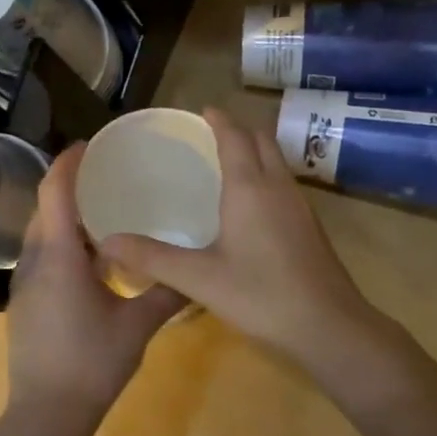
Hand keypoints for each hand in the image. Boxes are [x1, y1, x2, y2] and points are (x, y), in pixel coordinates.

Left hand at [6, 144, 186, 435]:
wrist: (45, 414)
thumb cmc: (91, 363)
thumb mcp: (137, 326)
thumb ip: (166, 294)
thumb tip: (196, 274)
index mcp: (60, 257)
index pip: (56, 193)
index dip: (68, 163)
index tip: (88, 145)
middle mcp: (35, 261)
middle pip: (45, 209)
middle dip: (69, 188)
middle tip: (106, 177)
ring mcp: (24, 284)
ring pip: (41, 236)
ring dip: (66, 220)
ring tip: (104, 216)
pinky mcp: (24, 303)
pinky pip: (41, 258)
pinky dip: (62, 246)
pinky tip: (91, 262)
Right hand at [99, 108, 376, 359]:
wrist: (328, 325)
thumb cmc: (261, 295)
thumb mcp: (199, 278)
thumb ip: (153, 257)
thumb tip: (108, 241)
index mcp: (250, 188)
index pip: (235, 137)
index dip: (219, 120)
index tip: (203, 110)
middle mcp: (278, 187)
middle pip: (262, 141)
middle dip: (239, 130)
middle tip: (212, 134)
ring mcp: (300, 206)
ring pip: (277, 162)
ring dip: (256, 152)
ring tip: (229, 161)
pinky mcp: (310, 226)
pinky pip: (284, 184)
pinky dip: (266, 176)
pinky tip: (252, 204)